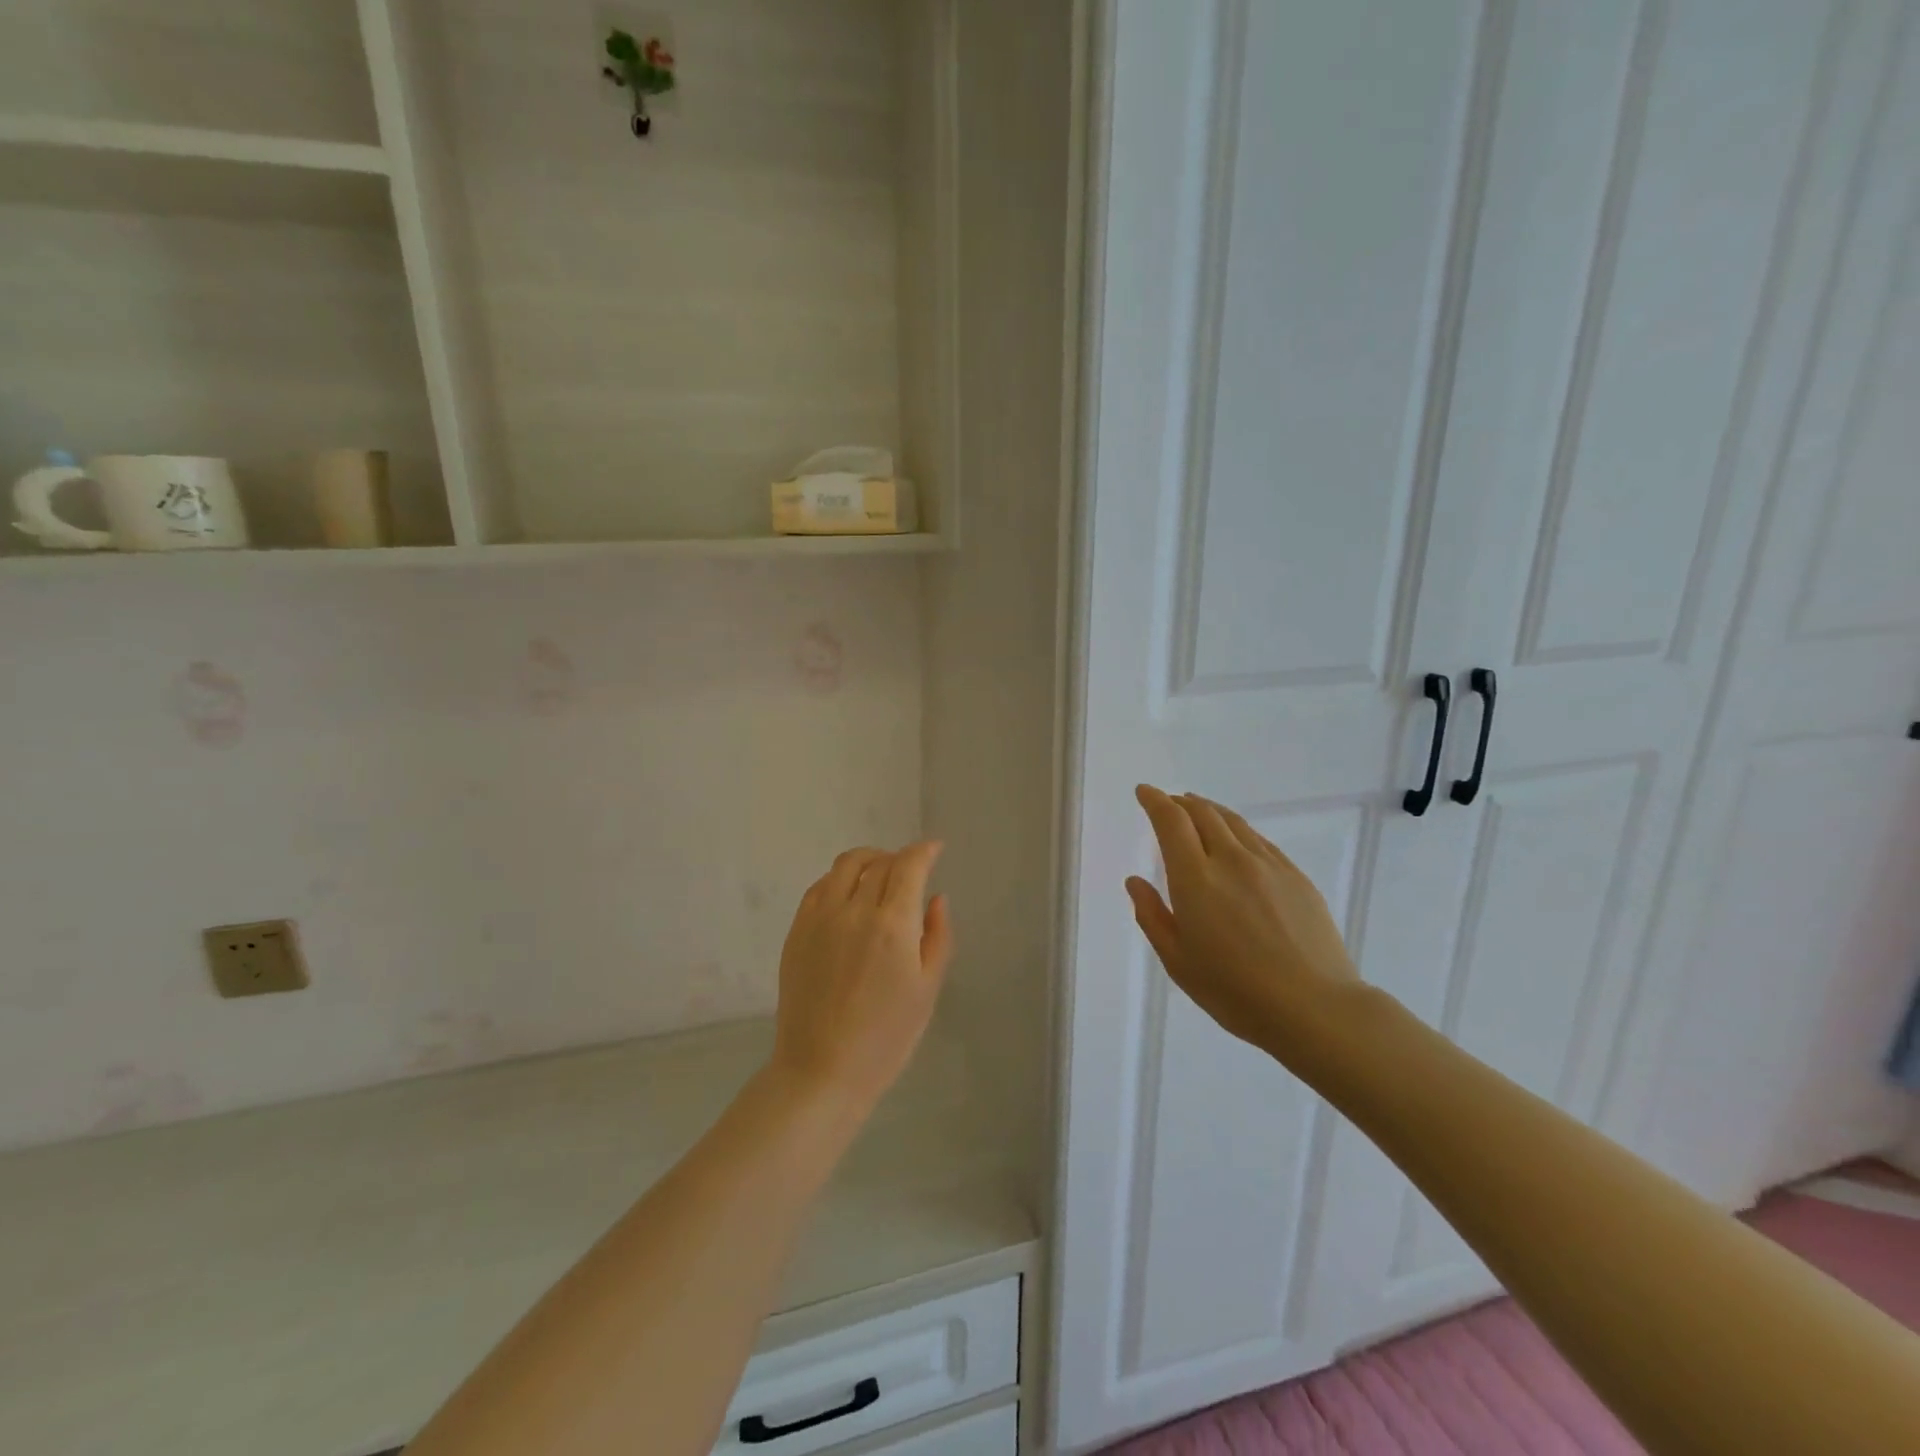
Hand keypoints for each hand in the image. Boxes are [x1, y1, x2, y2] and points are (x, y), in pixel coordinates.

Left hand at [769, 842, 953, 1116]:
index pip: (909, 866)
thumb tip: (935, 897)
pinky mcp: (796, 931)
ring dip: (869, 860)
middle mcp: (854, 911)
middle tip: (911, 869)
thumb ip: (937, 936)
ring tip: (880, 874)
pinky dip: (839, 879)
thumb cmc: (886, 1038)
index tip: (935, 849)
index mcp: (892, 925)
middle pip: (879, 862)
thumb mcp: (927, 989)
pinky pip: (819, 887)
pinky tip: (849, 896)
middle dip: (900, 858)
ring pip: (845, 866)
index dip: (924, 851)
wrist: (822, 1070)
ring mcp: (820, 918)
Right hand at [1125, 786, 1359, 1066]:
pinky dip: (1239, 831)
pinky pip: (1260, 841)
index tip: (1144, 791)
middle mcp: (1231, 860)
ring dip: (1210, 811)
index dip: (1155, 801)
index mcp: (1196, 879)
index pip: (1171, 822)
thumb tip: (1135, 882)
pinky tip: (1238, 841)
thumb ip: (1152, 916)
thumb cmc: (1235, 991)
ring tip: (1199, 810)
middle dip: (1181, 802)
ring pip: (1234, 823)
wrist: (1314, 1008)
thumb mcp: (1178, 961)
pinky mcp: (1296, 877)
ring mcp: (1269, 866)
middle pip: (1203, 813)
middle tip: (1169, 802)